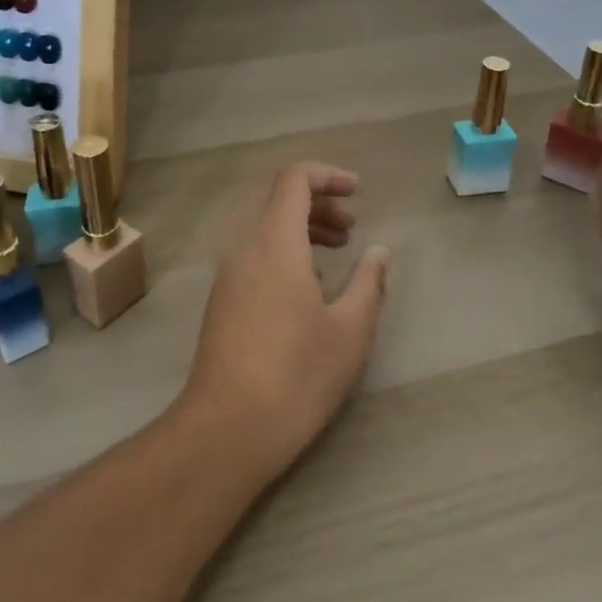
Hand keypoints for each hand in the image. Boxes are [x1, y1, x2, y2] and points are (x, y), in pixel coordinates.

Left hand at [181, 162, 391, 479]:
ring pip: (265, 229)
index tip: (357, 190)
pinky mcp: (221, 301)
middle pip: (279, 201)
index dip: (326, 174)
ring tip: (336, 253)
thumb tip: (379, 251)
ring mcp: (228, 275)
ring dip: (302, 229)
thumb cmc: (296, 374)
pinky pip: (254, 254)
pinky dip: (284, 251)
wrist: (227, 427)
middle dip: (319, 204)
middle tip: (351, 229)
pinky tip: (306, 287)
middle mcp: (245, 247)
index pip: (294, 179)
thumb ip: (368, 282)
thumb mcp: (349, 330)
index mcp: (275, 241)